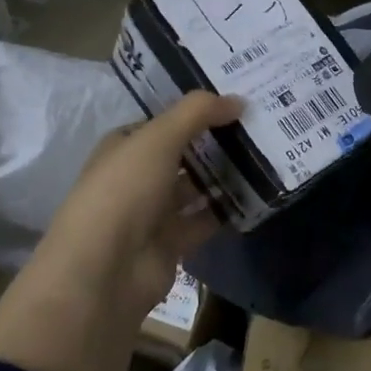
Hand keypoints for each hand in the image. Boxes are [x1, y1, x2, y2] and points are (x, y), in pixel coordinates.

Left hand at [19, 91, 242, 320]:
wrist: (104, 270)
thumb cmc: (124, 191)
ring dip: (224, 177)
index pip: (163, 123)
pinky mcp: (170, 244)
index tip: (236, 102)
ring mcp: (152, 213)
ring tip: (266, 158)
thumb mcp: (158, 138)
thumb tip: (238, 100)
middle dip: (215, 142)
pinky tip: (256, 196)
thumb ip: (197, 113)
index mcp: (124, 147)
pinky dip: (226, 211)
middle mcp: (136, 177)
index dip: (196, 112)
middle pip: (182, 154)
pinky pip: (204, 221)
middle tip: (260, 127)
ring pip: (194, 188)